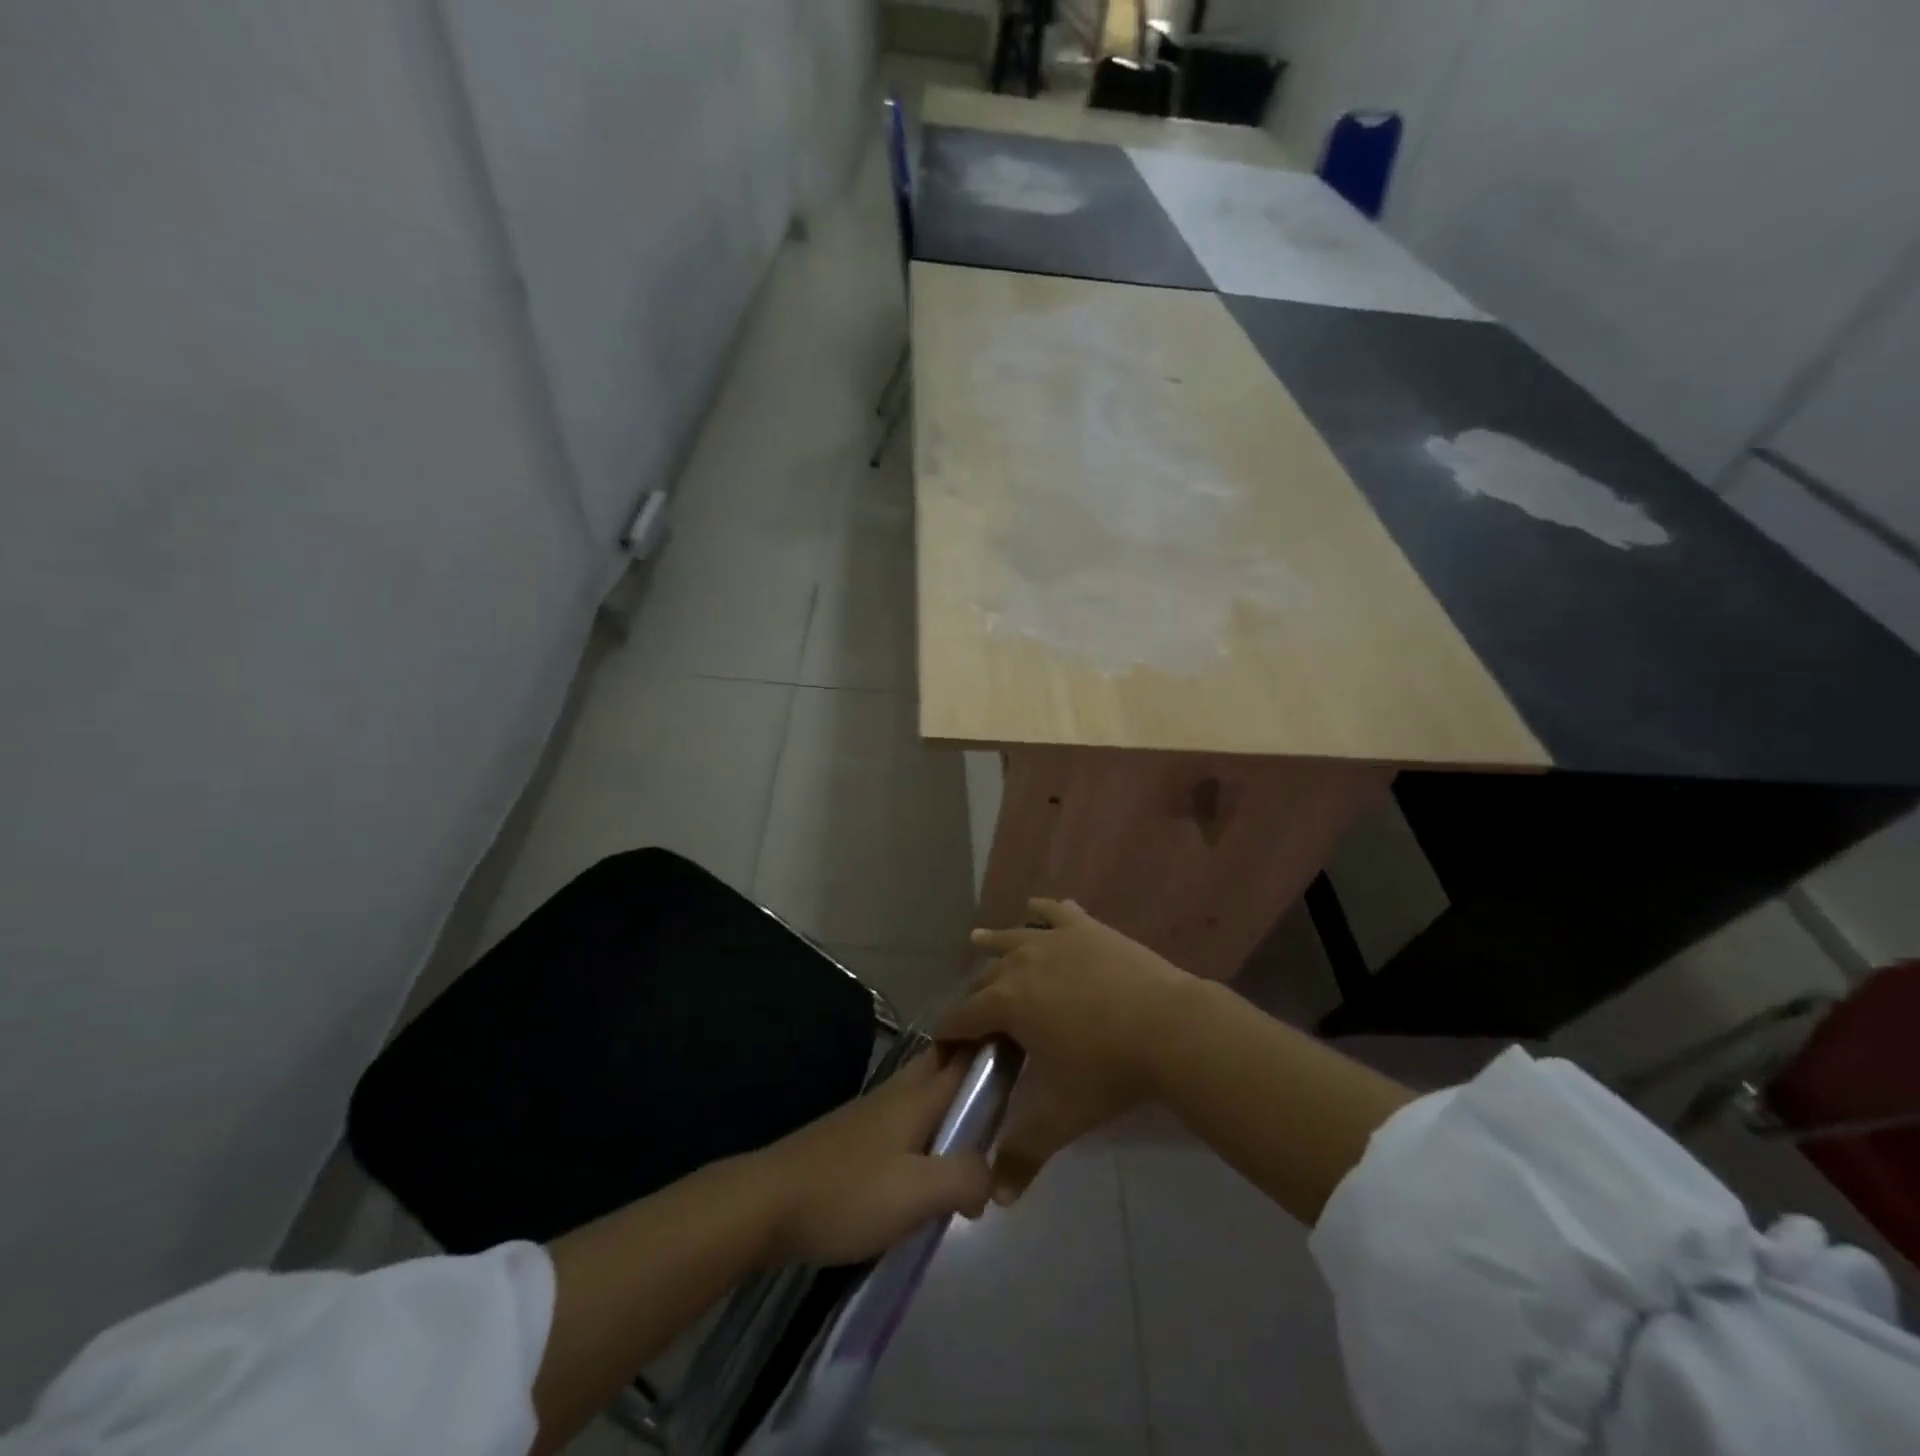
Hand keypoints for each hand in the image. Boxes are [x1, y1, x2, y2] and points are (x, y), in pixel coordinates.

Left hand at [753, 1048, 991, 1266]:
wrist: (766, 1204)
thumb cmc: (845, 1193)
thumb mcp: (915, 1194)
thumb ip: (963, 1177)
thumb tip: (992, 1173)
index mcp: (916, 1097)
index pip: (965, 1057)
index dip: (996, 1045)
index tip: (1029, 1043)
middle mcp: (897, 1094)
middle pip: (943, 1063)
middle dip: (975, 1064)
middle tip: (1014, 1082)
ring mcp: (872, 1113)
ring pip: (925, 1090)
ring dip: (954, 1095)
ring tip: (983, 1122)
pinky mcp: (855, 1138)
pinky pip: (907, 1117)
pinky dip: (930, 1123)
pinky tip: (933, 1156)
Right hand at [938, 899, 1195, 1203]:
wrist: (1169, 1027)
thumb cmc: (1107, 1070)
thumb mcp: (1060, 1117)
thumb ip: (1022, 1155)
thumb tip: (995, 1200)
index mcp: (1006, 1002)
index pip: (960, 1017)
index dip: (947, 1034)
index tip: (944, 1049)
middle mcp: (1021, 962)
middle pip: (984, 978)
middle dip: (973, 998)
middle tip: (976, 1019)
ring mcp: (1056, 939)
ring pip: (1013, 936)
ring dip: (993, 942)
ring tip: (978, 941)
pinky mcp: (1087, 928)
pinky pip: (1058, 912)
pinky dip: (1044, 910)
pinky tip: (1039, 905)